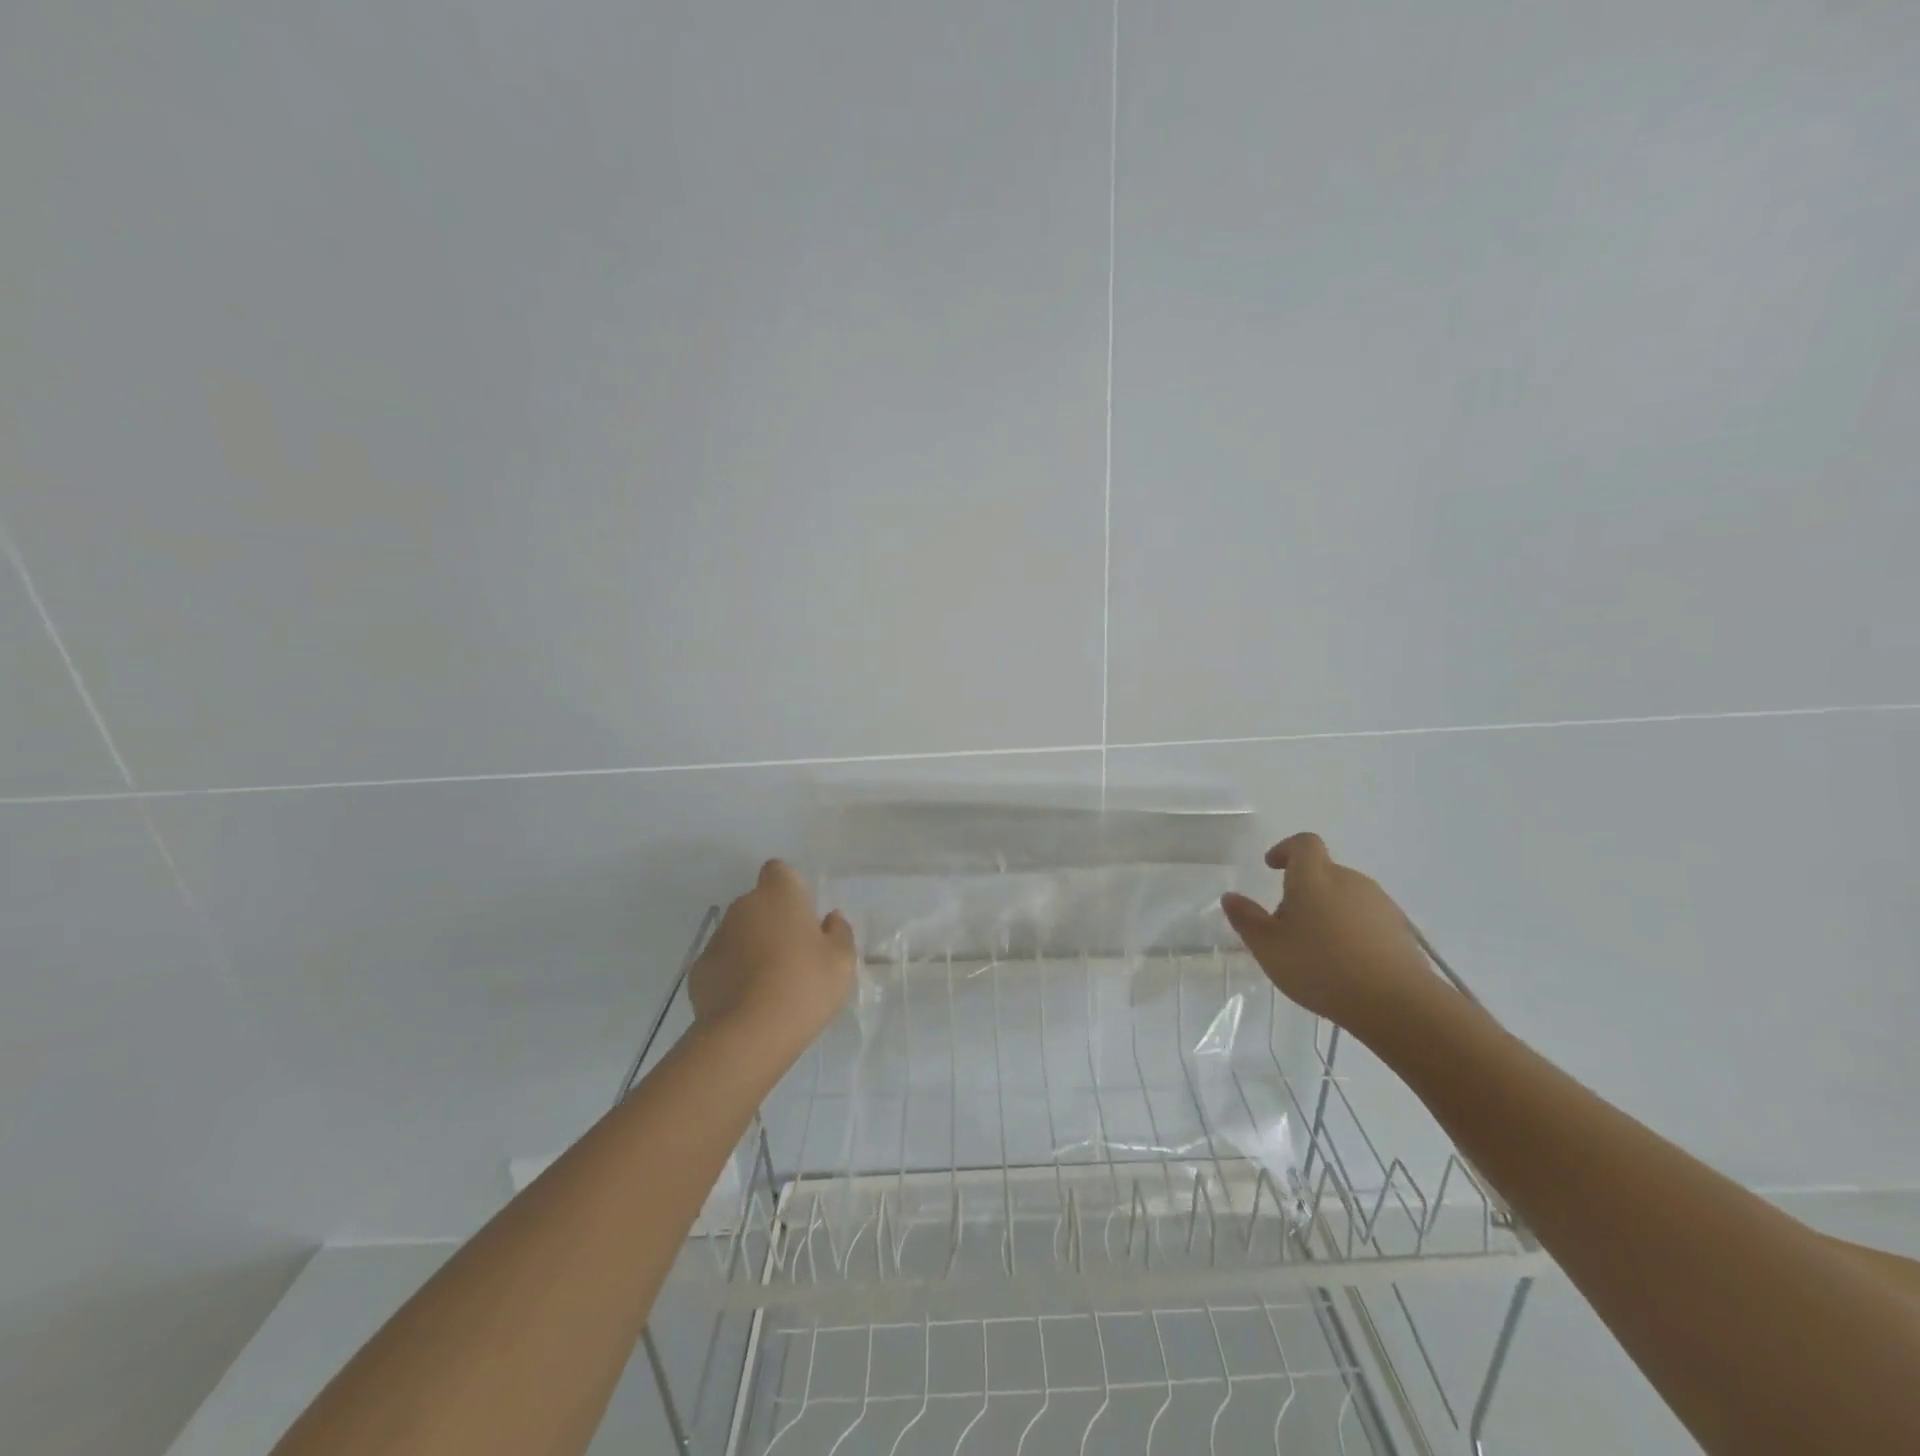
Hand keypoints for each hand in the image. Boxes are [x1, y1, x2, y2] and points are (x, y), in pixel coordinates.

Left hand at [690, 860, 855, 1060]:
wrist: (748, 1035)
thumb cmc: (804, 986)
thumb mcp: (842, 961)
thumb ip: (839, 932)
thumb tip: (829, 919)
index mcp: (779, 896)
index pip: (779, 871)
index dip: (791, 888)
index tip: (804, 916)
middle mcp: (743, 907)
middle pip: (759, 903)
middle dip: (774, 921)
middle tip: (795, 955)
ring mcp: (717, 938)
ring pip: (740, 933)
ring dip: (753, 948)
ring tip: (772, 985)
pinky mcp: (699, 970)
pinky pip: (723, 962)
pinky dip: (734, 974)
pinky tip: (749, 1002)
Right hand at [1221, 833, 1446, 1038]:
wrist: (1396, 1003)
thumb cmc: (1320, 967)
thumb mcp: (1268, 947)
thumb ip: (1246, 919)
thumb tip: (1231, 896)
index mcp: (1314, 877)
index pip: (1304, 844)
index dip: (1286, 849)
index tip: (1272, 866)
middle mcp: (1349, 880)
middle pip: (1323, 873)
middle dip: (1304, 890)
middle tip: (1287, 924)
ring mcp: (1379, 904)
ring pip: (1346, 896)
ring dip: (1328, 911)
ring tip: (1317, 949)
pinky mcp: (1400, 930)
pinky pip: (1367, 919)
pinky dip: (1352, 930)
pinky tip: (1346, 964)